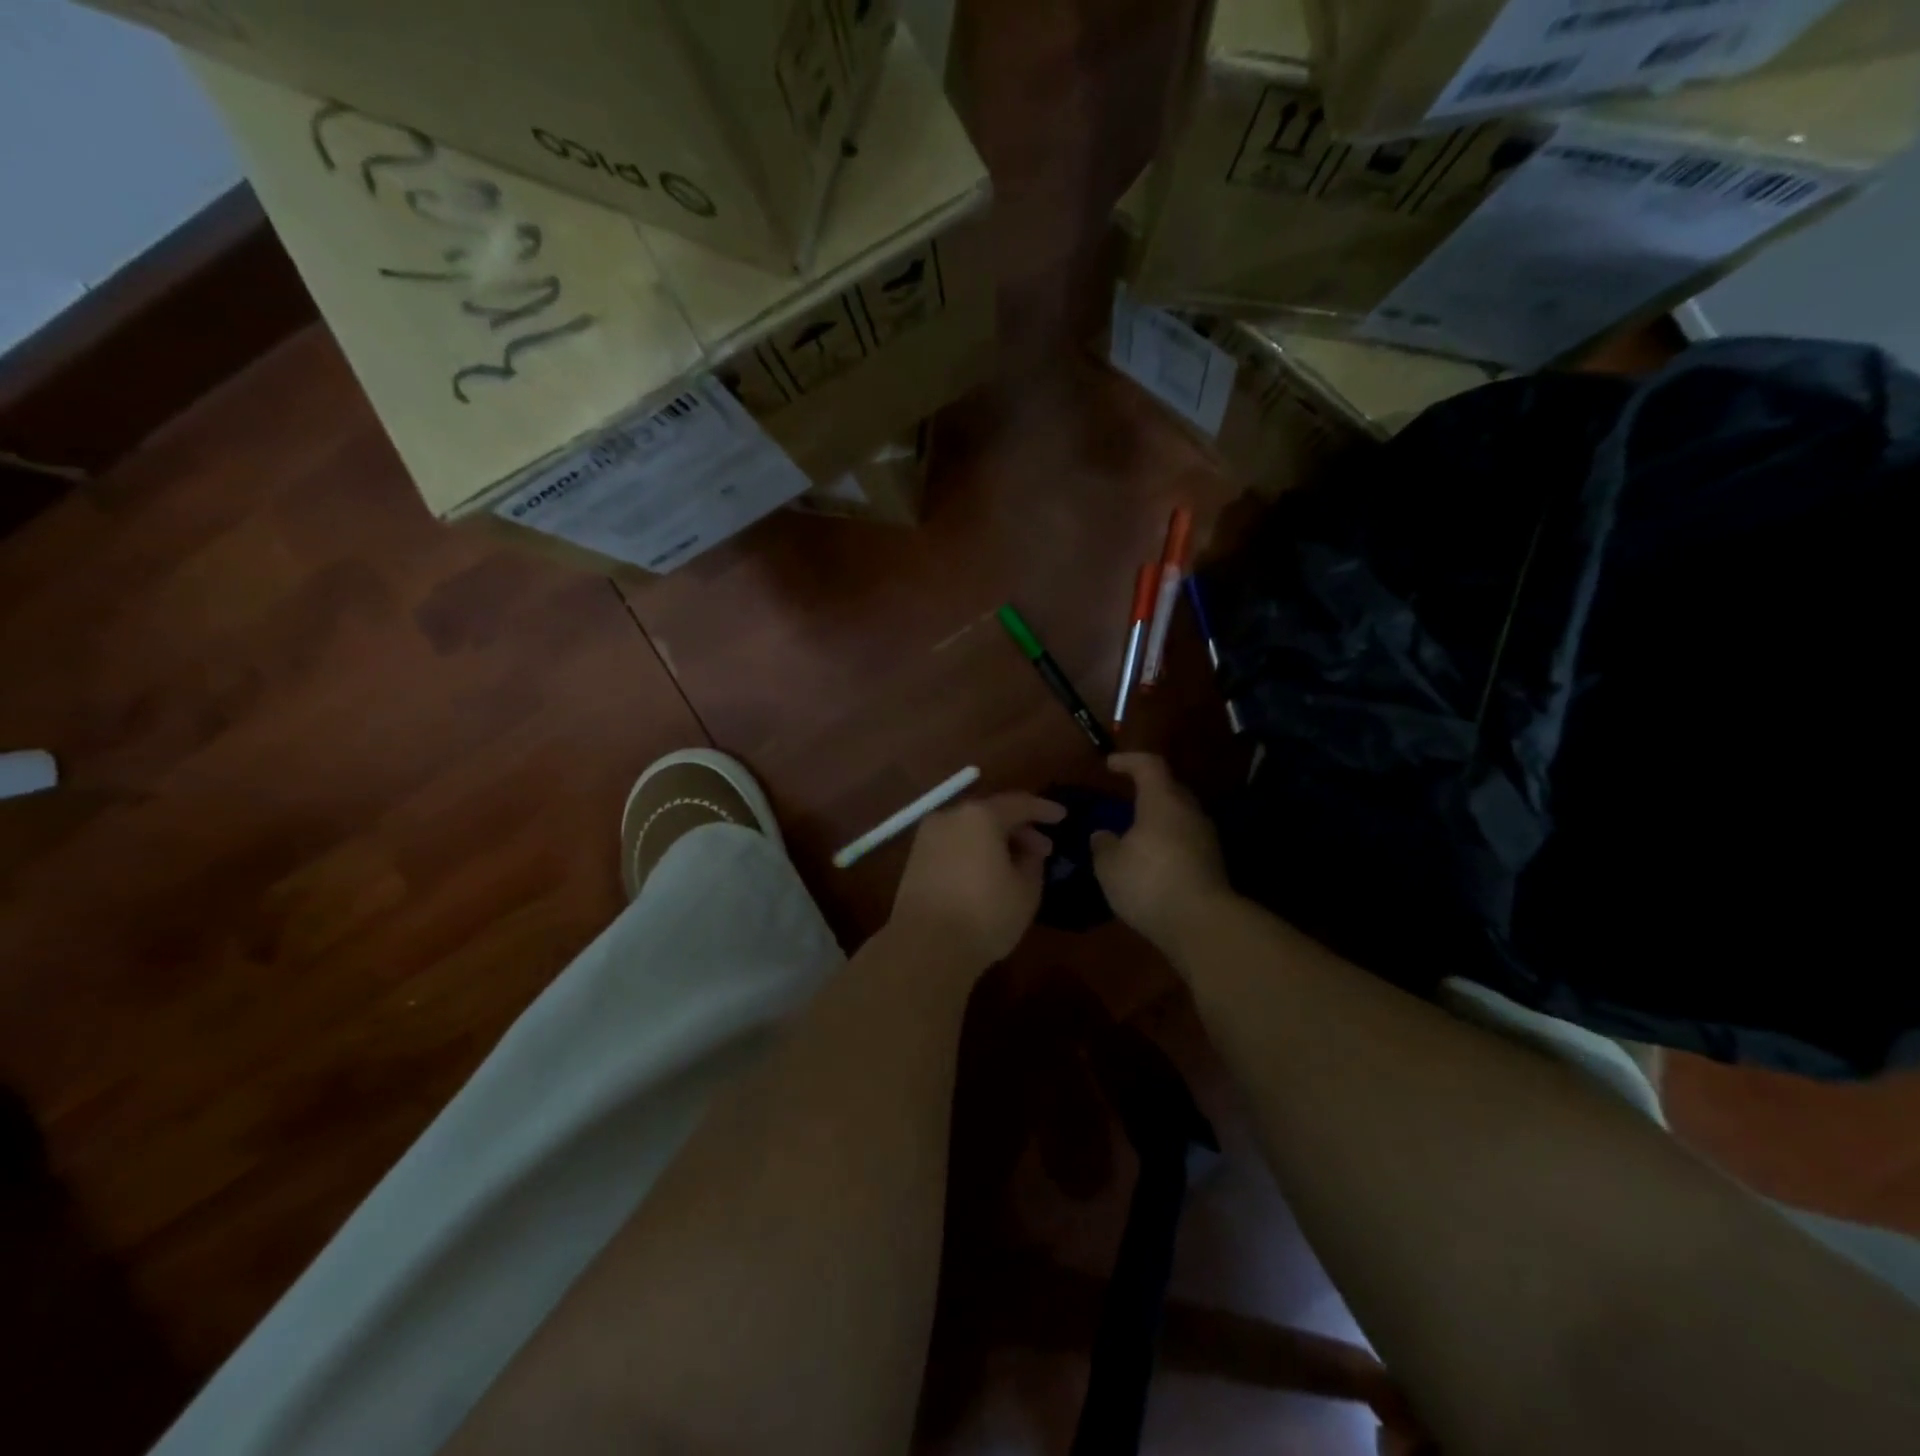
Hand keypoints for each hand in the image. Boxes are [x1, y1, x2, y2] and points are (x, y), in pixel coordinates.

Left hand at [888, 793, 1066, 972]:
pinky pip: (954, 845)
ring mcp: (928, 837)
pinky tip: (988, 872)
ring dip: (995, 841)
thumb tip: (1027, 850)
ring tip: (1017, 864)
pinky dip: (974, 851)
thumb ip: (1032, 861)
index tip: (1062, 817)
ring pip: (970, 830)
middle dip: (1020, 829)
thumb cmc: (985, 914)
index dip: (1044, 810)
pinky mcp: (915, 859)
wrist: (925, 946)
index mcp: (980, 816)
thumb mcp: (1026, 890)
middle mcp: (950, 817)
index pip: (1019, 804)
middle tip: (1043, 849)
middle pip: (991, 814)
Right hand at [1092, 754, 1231, 947]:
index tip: (1109, 765)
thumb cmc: (1149, 882)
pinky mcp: (1213, 864)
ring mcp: (1206, 838)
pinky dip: (1168, 842)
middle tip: (1124, 800)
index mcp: (1162, 801)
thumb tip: (1103, 835)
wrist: (1202, 924)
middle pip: (1170, 789)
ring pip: (1180, 817)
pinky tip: (1152, 861)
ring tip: (1135, 834)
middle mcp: (1189, 812)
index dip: (1128, 760)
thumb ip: (1103, 845)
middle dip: (1147, 790)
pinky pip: (1186, 841)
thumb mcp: (1109, 865)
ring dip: (1158, 819)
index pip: (1149, 765)